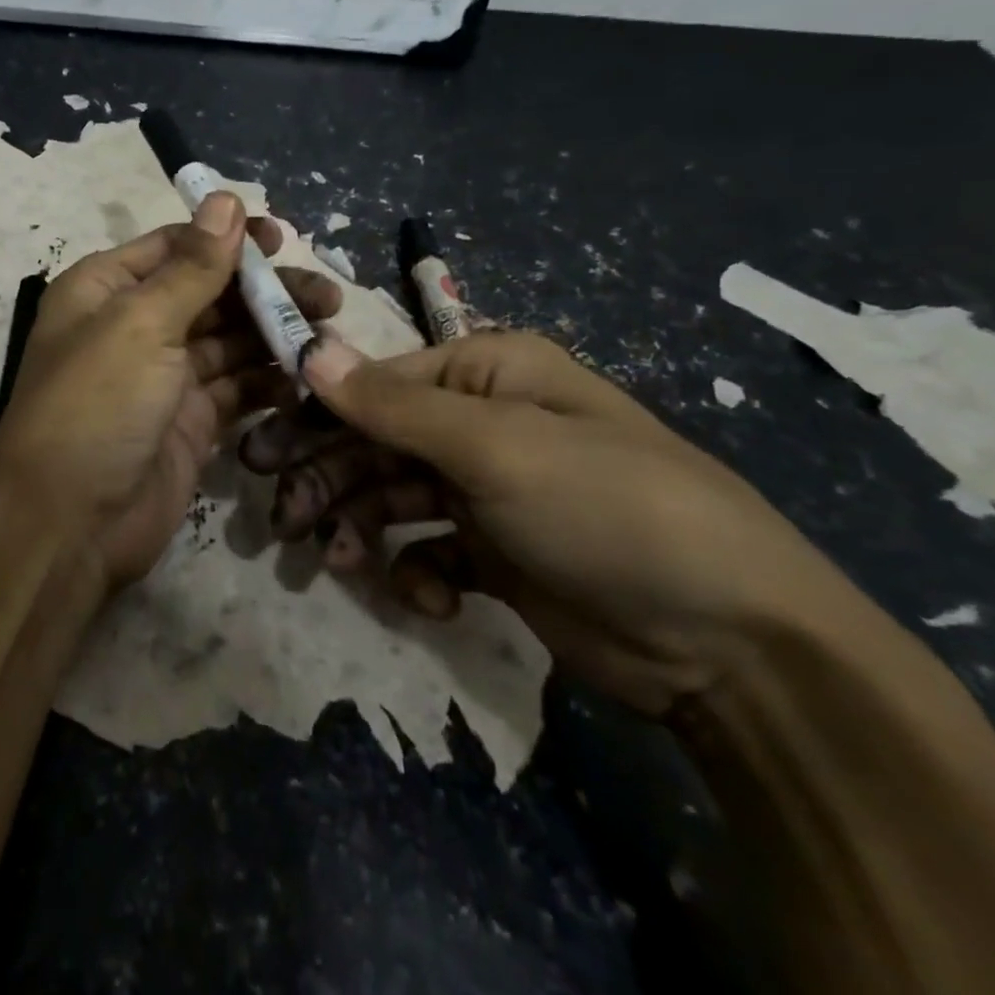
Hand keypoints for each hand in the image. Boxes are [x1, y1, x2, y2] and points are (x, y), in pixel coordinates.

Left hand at [0, 193, 341, 593]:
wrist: (69, 525)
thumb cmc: (96, 406)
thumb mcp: (140, 324)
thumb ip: (192, 267)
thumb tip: (224, 199)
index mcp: (106, 290)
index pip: (175, 248)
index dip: (227, 240)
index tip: (282, 240)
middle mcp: (133, 327)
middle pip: (209, 293)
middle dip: (264, 291)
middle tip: (325, 296)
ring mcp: (163, 378)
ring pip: (229, 341)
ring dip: (274, 334)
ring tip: (327, 331)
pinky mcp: (190, 423)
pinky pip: (236, 389)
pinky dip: (268, 381)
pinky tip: (306, 376)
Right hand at [240, 331, 848, 715]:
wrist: (732, 645)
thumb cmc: (606, 509)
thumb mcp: (495, 447)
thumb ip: (393, 404)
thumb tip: (308, 349)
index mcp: (487, 374)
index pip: (376, 383)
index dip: (316, 413)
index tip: (262, 451)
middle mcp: (483, 423)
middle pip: (376, 441)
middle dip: (325, 476)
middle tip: (278, 517)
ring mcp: (489, 491)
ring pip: (392, 496)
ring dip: (357, 524)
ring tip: (333, 559)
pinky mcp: (496, 553)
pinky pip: (428, 549)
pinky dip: (413, 570)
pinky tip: (425, 596)